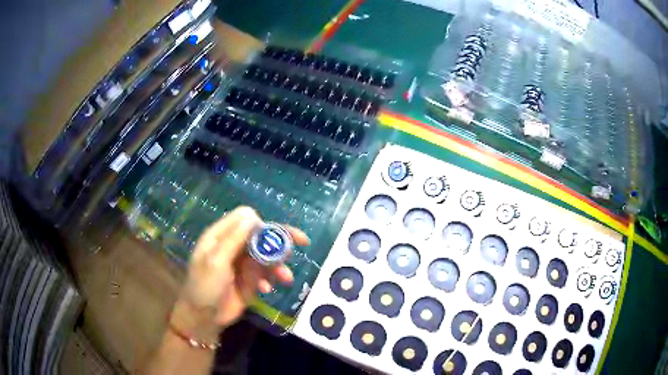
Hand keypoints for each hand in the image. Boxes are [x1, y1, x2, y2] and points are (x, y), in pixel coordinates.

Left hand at [169, 206, 308, 338]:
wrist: (204, 317)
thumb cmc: (204, 286)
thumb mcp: (216, 261)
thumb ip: (234, 239)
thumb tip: (253, 215)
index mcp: (221, 236)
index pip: (246, 218)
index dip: (263, 223)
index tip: (276, 235)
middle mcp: (234, 246)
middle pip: (261, 235)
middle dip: (280, 241)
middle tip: (302, 242)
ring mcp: (243, 264)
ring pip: (267, 255)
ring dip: (279, 264)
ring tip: (285, 278)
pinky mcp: (251, 280)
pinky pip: (267, 273)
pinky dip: (270, 279)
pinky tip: (266, 289)